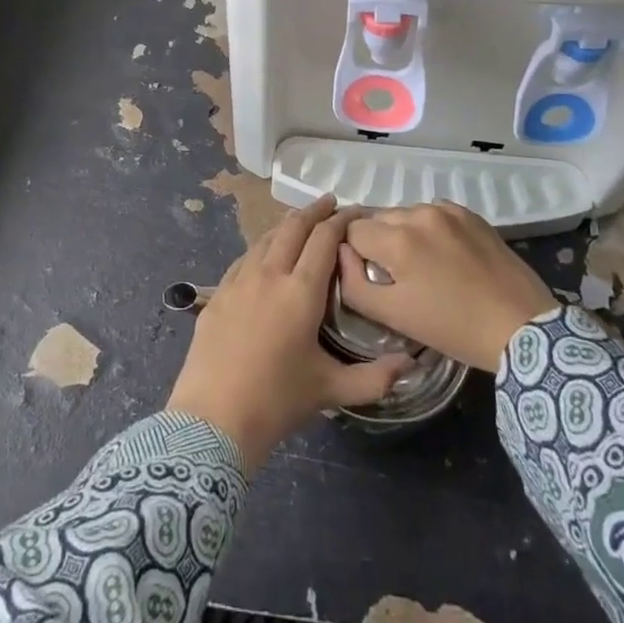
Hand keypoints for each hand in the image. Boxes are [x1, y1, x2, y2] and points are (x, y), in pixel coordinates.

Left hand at [167, 195, 411, 467]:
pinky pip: (245, 257)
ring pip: (266, 238)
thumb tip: (410, 365)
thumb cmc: (276, 401)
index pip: (324, 240)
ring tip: (301, 222)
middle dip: (314, 211)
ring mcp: (239, 280)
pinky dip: (262, 246)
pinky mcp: (217, 293)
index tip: (355, 211)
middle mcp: (269, 274)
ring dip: (287, 225)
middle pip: (293, 228)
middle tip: (330, 203)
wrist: (212, 419)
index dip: (341, 221)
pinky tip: (264, 253)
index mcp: (301, 291)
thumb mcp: (331, 391)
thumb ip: (374, 378)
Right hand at [339, 203, 557, 372]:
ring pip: (406, 214)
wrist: (521, 326)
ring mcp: (447, 210)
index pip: (352, 231)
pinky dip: (430, 230)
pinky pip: (434, 214)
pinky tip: (444, 256)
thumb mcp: (393, 316)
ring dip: (404, 234)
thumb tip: (342, 255)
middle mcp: (418, 213)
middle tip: (394, 275)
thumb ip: (353, 283)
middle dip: (378, 243)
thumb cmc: (453, 327)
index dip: (353, 253)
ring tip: (421, 266)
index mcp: (396, 238)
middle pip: (378, 219)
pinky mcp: (471, 214)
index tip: (366, 274)